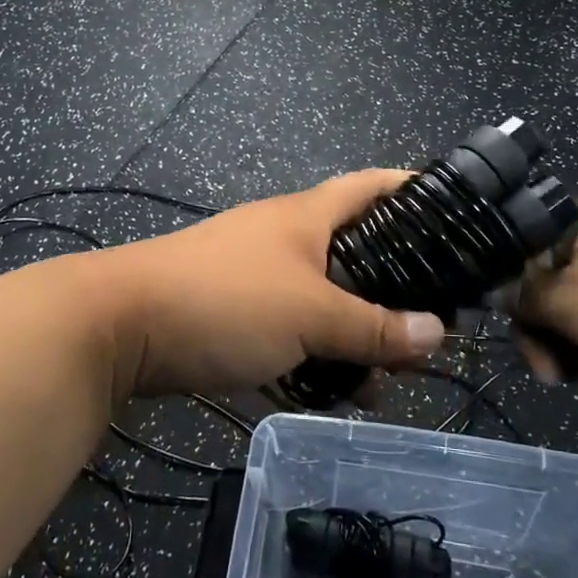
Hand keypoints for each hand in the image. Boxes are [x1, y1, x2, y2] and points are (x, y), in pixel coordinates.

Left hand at [101, 171, 444, 399]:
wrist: (120, 325)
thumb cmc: (225, 300)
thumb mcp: (309, 314)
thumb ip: (373, 327)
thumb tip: (437, 333)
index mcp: (307, 216)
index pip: (372, 186)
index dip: (414, 191)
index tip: (458, 216)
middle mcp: (285, 236)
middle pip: (356, 251)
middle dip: (394, 290)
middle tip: (431, 328)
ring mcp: (257, 274)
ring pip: (325, 298)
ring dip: (355, 334)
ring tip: (385, 380)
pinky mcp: (234, 311)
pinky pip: (291, 328)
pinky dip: (315, 353)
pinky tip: (333, 391)